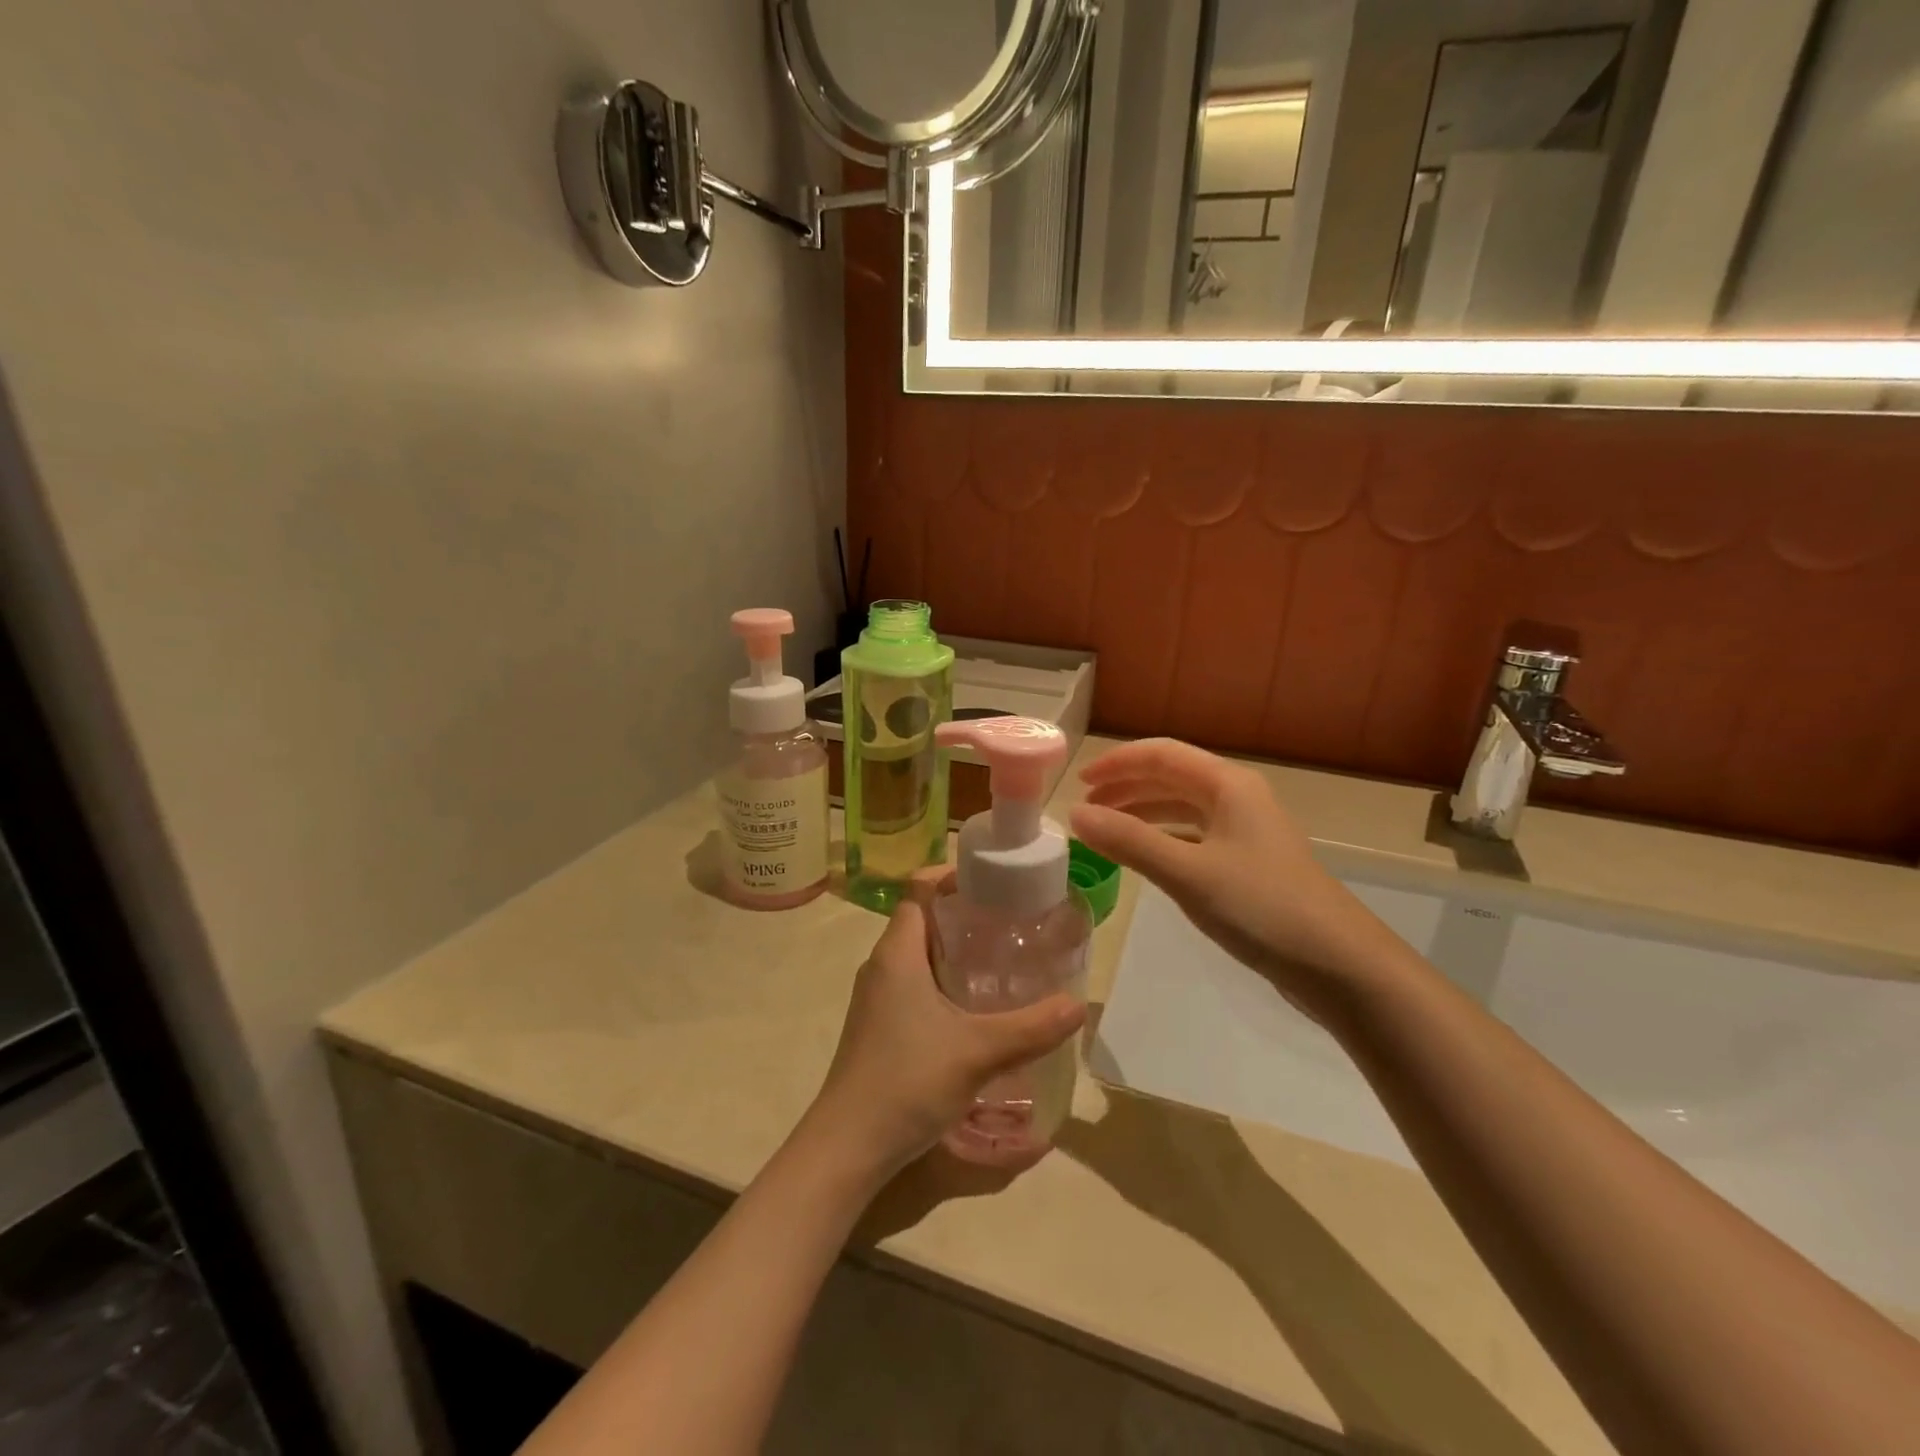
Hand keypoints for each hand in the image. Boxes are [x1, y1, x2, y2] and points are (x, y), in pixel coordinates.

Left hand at [809, 892, 1084, 1181]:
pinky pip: (915, 985)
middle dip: (965, 913)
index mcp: (897, 952)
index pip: (919, 889)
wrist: (847, 1147)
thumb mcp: (978, 1051)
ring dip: (957, 951)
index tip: (994, 877)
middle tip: (1013, 920)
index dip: (953, 874)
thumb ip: (1032, 1027)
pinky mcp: (879, 1027)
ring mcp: (877, 998)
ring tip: (1004, 959)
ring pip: (919, 956)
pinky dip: (946, 982)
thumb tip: (1079, 1005)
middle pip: (923, 919)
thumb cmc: (907, 1081)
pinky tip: (978, 1008)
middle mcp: (882, 966)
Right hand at [1068, 739, 1389, 1022]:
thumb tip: (1075, 815)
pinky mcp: (1248, 863)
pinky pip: (1194, 837)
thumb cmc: (1262, 907)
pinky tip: (1145, 859)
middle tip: (1086, 809)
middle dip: (1126, 788)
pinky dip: (1163, 840)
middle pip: (1171, 778)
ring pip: (1183, 809)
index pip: (1162, 754)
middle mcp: (1238, 798)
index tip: (1079, 782)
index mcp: (1228, 785)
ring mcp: (1246, 831)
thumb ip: (1129, 842)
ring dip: (1143, 813)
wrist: (1339, 965)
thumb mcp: (1188, 873)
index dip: (1118, 763)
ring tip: (1106, 831)